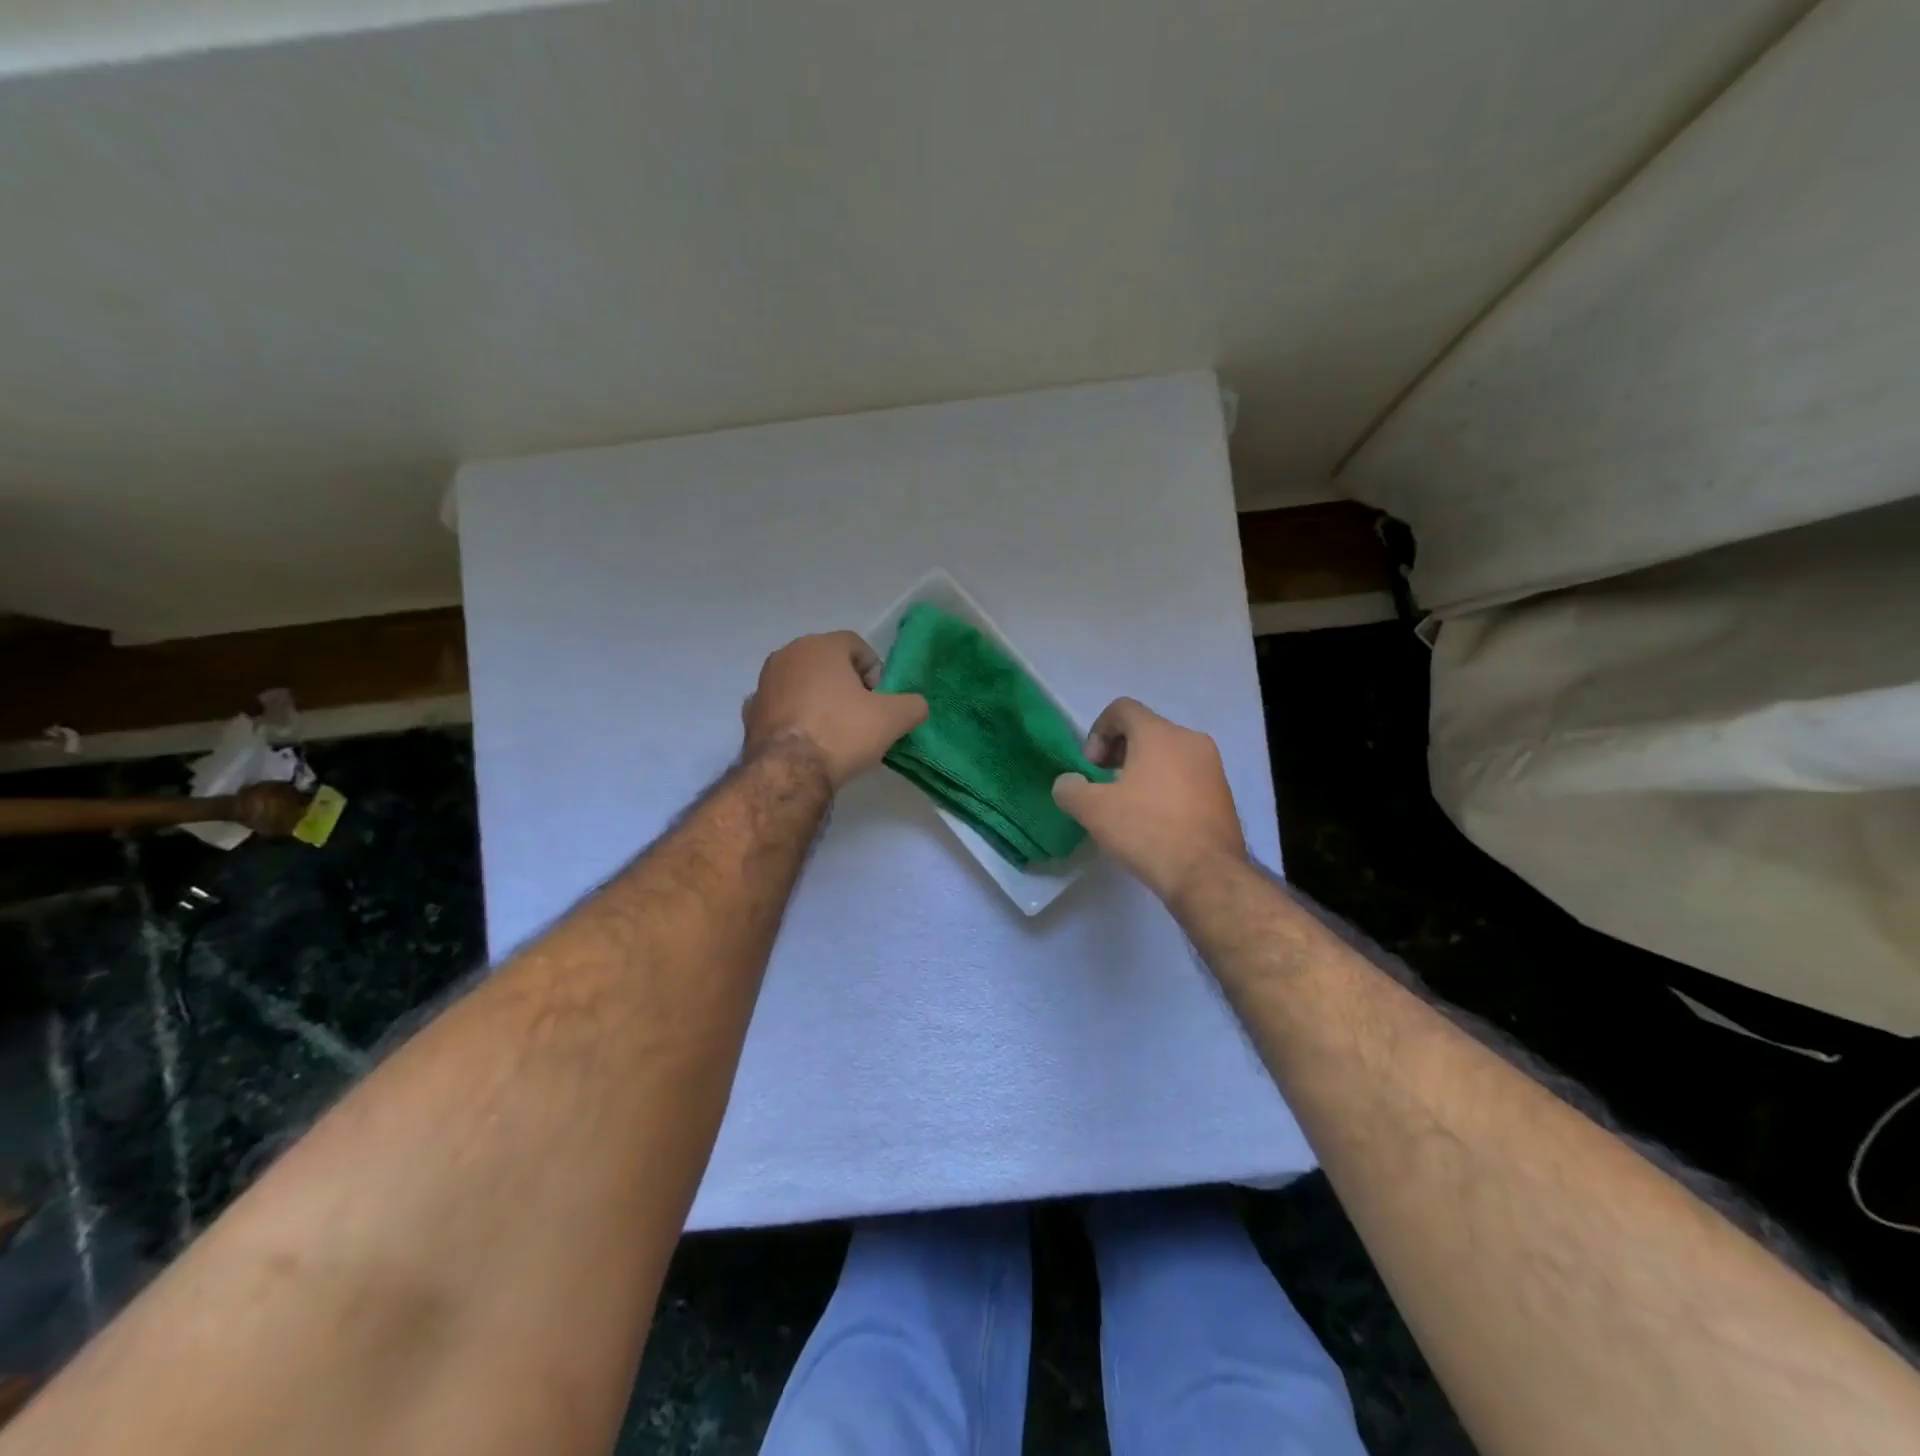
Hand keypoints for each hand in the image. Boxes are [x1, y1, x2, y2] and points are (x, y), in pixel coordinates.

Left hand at [742, 631, 928, 788]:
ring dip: (819, 699)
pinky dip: (795, 718)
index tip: (879, 701)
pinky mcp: (750, 713)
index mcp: (820, 646)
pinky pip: (782, 707)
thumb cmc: (842, 733)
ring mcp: (764, 683)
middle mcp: (787, 655)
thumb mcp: (893, 719)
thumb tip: (916, 705)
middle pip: (827, 663)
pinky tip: (807, 741)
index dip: (874, 672)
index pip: (856, 646)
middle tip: (860, 716)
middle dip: (846, 685)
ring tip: (834, 732)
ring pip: (802, 684)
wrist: (788, 772)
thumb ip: (913, 705)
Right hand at [1052, 697, 1245, 902]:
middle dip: (1118, 752)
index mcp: (1160, 734)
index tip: (1092, 767)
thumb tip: (1069, 783)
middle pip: (1145, 730)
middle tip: (1105, 785)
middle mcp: (1191, 740)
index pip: (1122, 709)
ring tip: (1128, 805)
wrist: (1207, 875)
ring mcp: (1212, 767)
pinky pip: (1185, 776)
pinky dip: (1164, 786)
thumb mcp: (1093, 810)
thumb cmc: (1147, 830)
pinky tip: (1154, 820)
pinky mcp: (1223, 793)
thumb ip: (1070, 789)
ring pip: (1167, 754)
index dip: (1097, 732)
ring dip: (1141, 770)